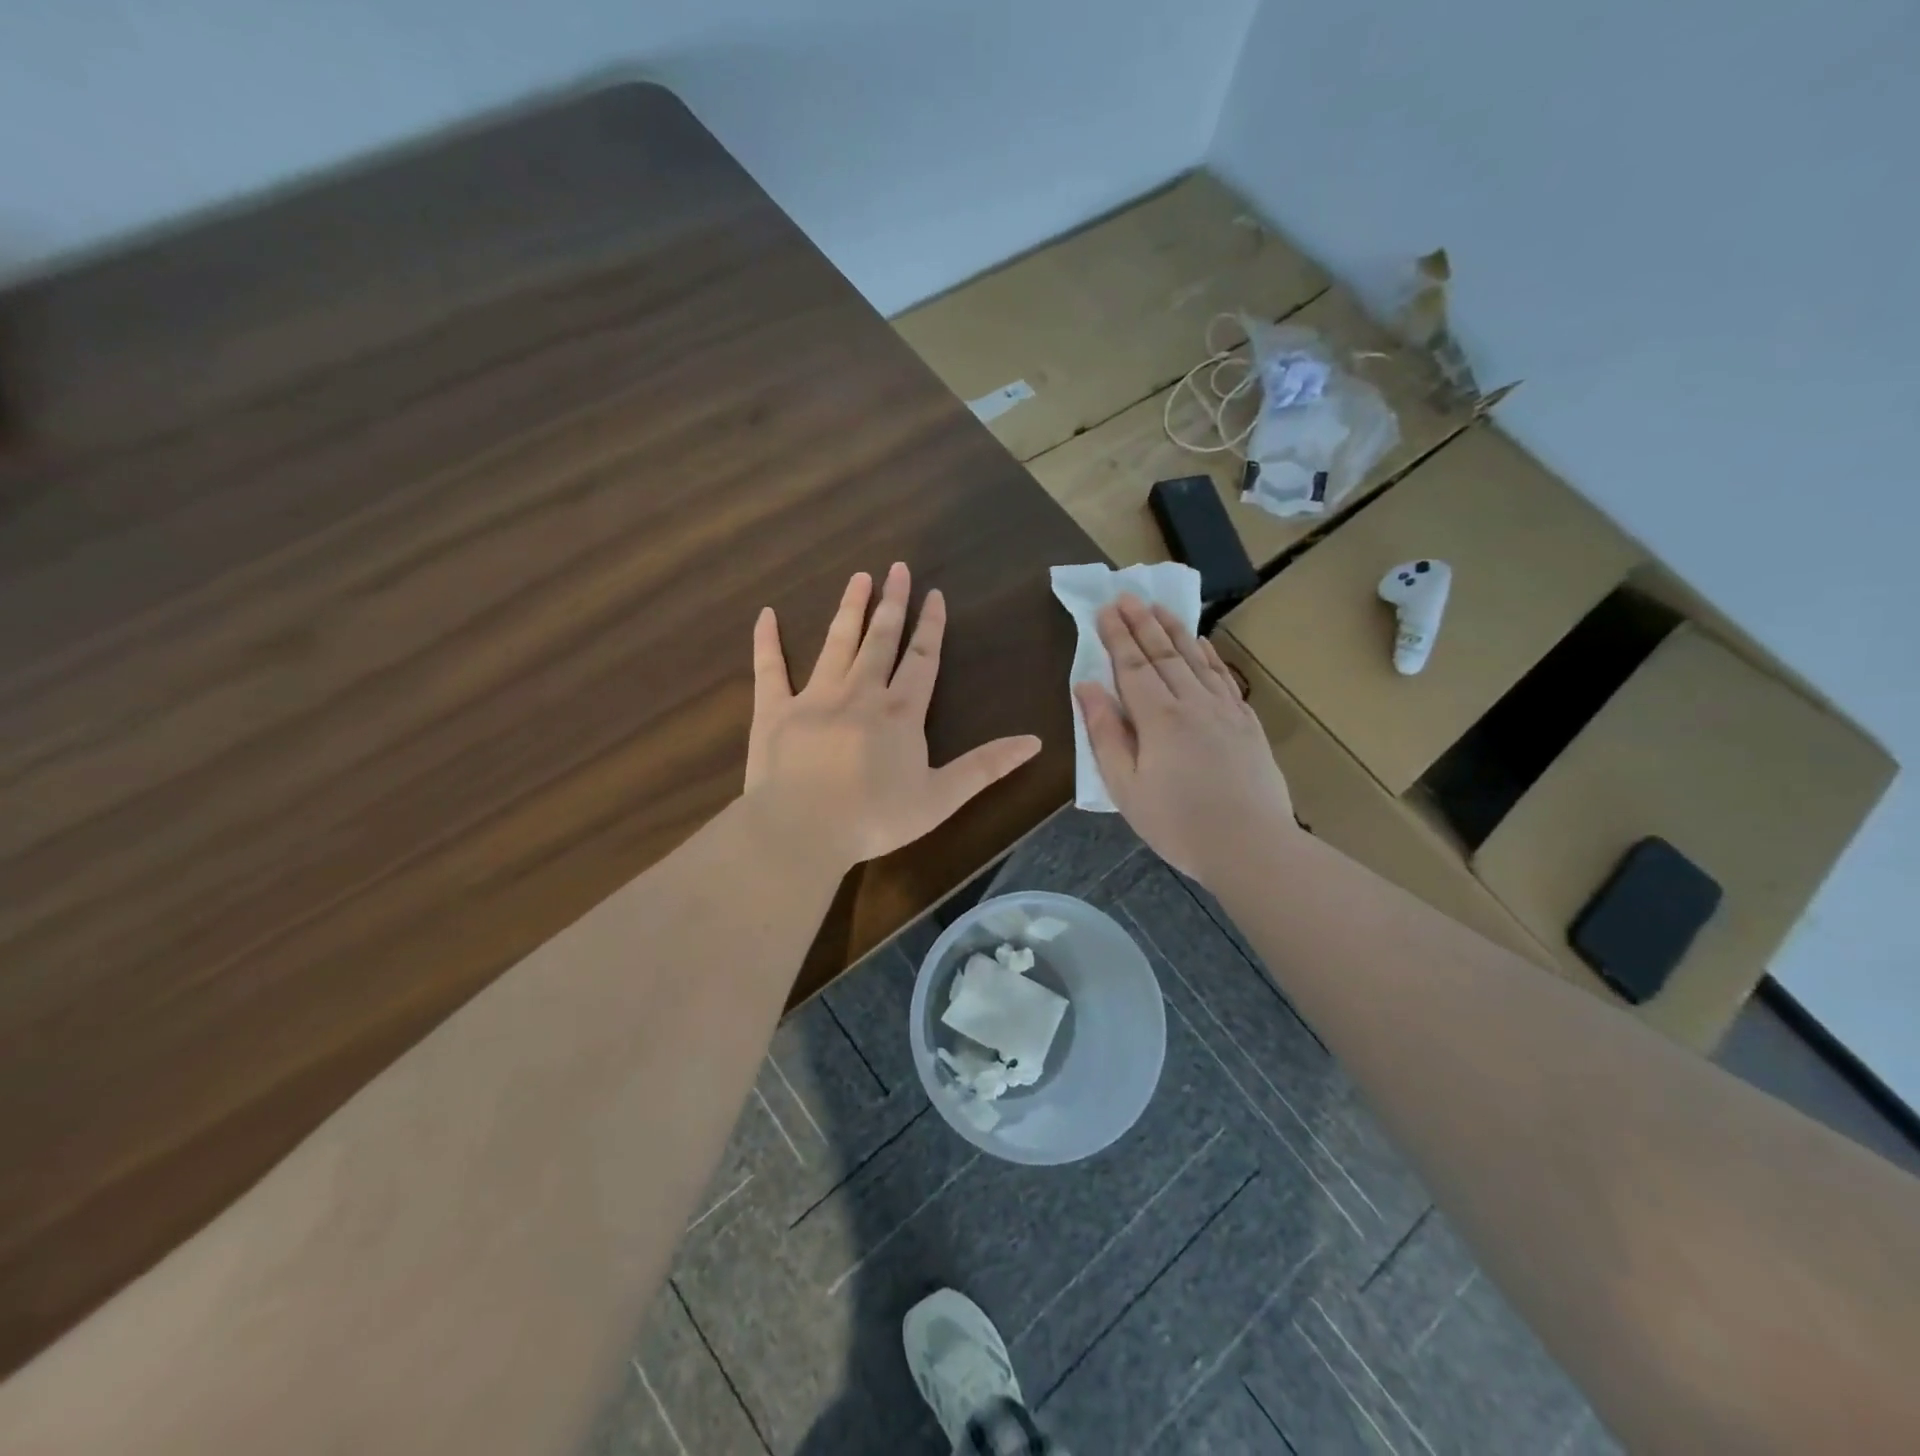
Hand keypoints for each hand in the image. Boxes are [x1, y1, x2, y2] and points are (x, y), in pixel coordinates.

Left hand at [745, 563, 1042, 870]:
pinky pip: (769, 669)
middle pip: (880, 640)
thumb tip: (1035, 741)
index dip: (930, 626)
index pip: (921, 659)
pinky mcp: (774, 711)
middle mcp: (860, 693)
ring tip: (858, 578)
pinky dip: (767, 642)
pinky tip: (766, 615)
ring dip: (848, 609)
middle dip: (892, 603)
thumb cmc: (875, 818)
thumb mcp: (941, 797)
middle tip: (897, 567)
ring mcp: (814, 697)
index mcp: (900, 712)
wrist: (802, 830)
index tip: (933, 594)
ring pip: (836, 643)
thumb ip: (986, 767)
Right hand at [1074, 596, 1296, 886]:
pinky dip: (1209, 655)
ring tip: (1160, 607)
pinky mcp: (1246, 724)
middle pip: (1164, 654)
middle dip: (1143, 623)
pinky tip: (1202, 644)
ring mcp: (1225, 711)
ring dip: (1175, 630)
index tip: (1106, 608)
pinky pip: (1223, 678)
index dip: (1117, 636)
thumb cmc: (1177, 823)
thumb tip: (1086, 687)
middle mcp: (1193, 703)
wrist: (1251, 846)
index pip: (1132, 666)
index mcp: (1158, 718)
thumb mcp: (1125, 787)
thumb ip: (1105, 733)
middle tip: (1128, 595)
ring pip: (1196, 659)